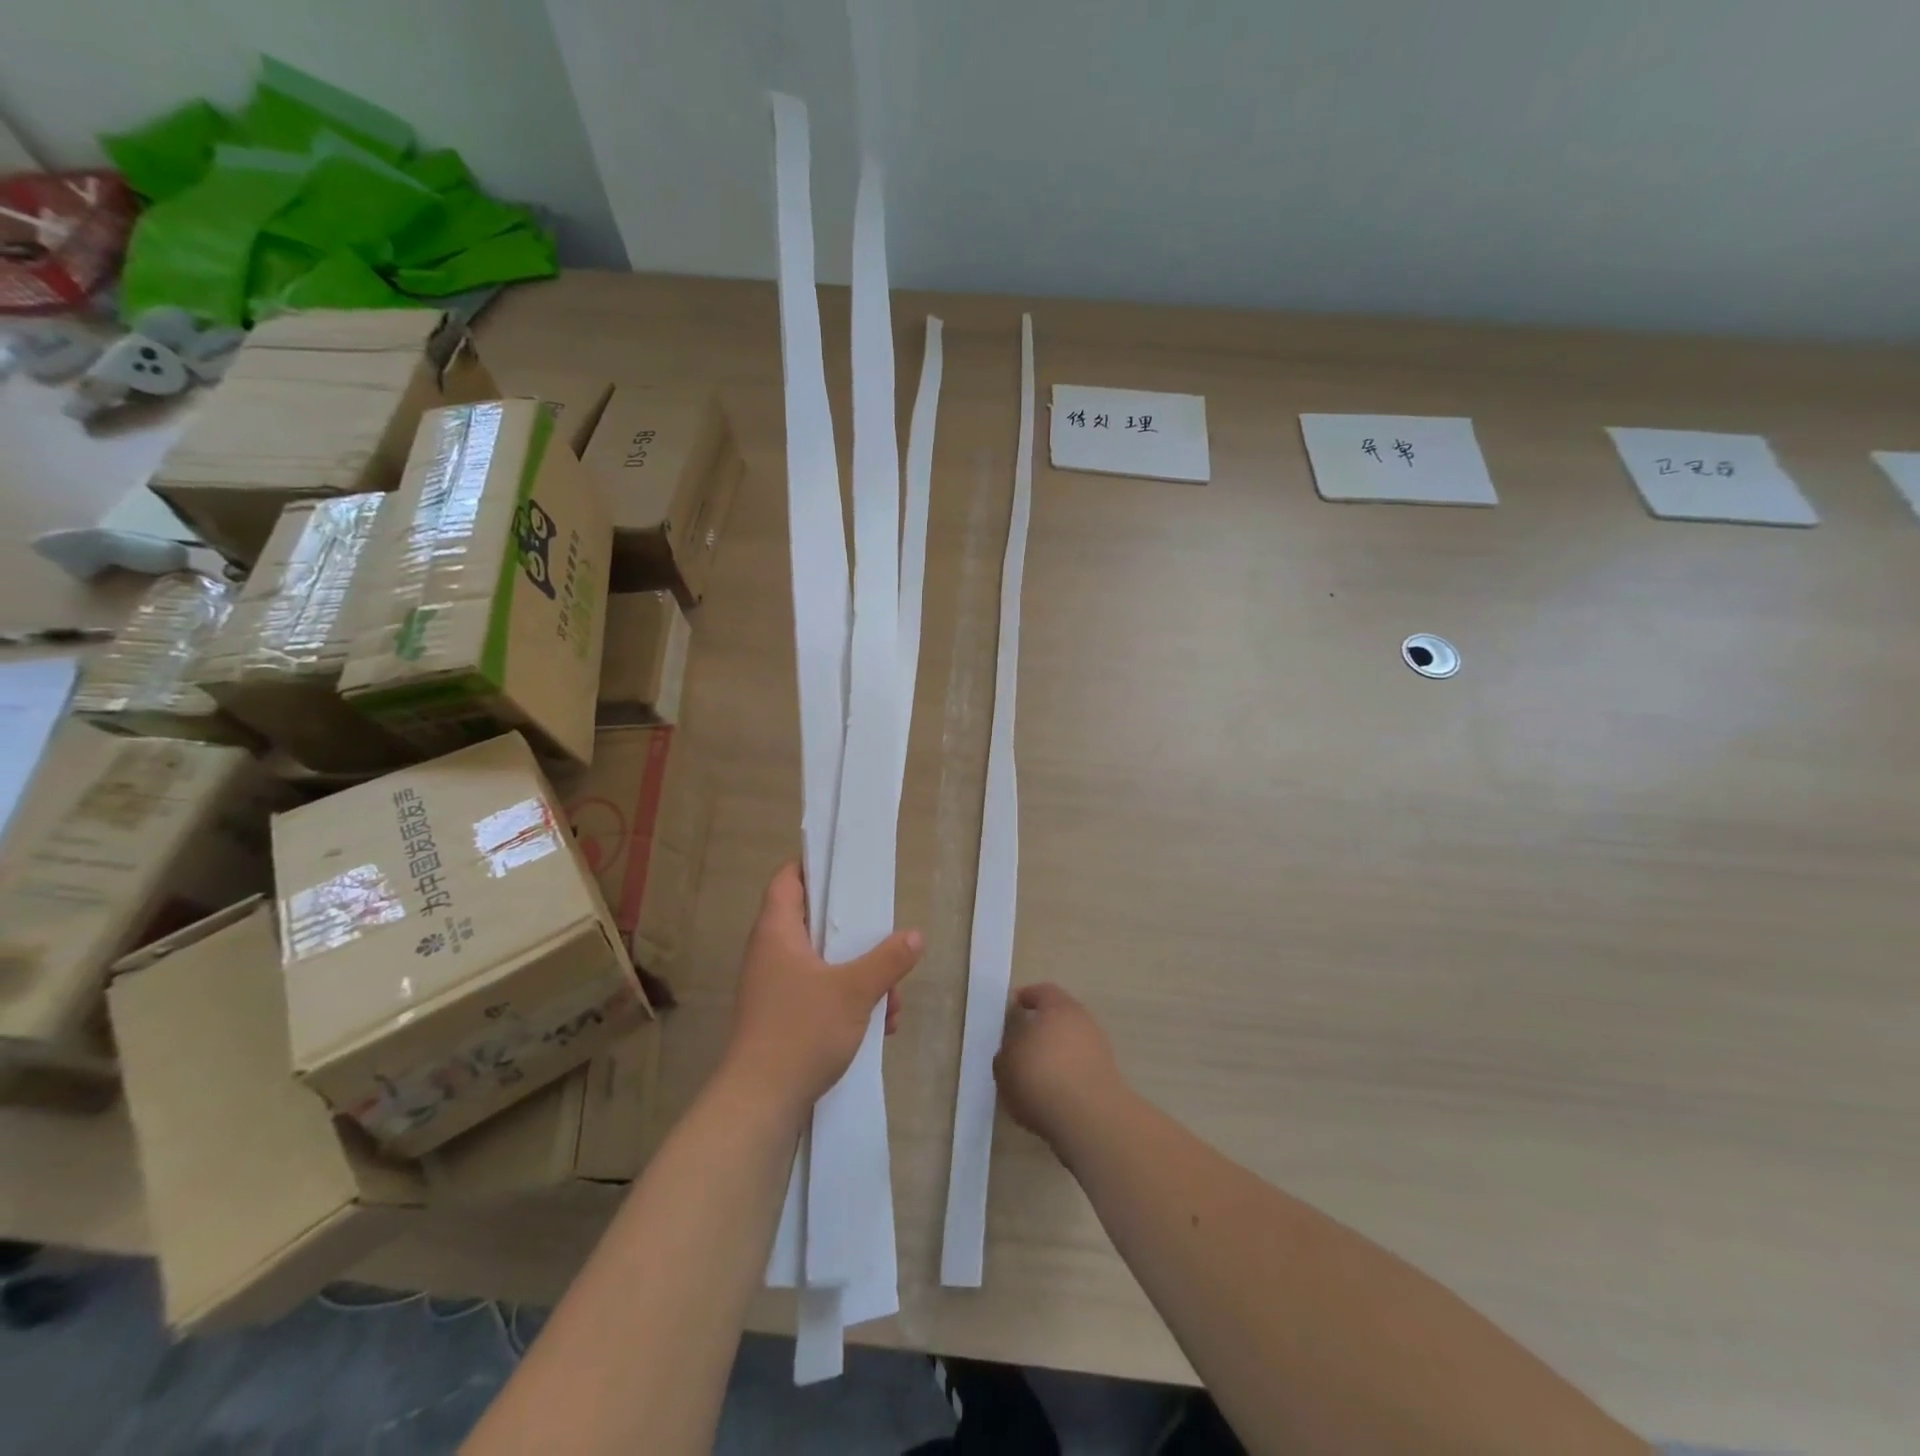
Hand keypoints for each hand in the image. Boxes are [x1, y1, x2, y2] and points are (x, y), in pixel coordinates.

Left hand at [720, 862, 923, 1112]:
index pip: (788, 879)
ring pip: (824, 962)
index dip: (814, 866)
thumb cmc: (801, 1031)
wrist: (760, 1103)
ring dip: (861, 974)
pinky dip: (849, 1000)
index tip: (848, 868)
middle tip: (885, 936)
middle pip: (814, 921)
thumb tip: (915, 936)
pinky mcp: (783, 1016)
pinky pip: (820, 992)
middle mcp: (771, 953)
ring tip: (892, 999)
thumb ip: (887, 960)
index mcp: (777, 932)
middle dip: (857, 934)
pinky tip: (879, 1025)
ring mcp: (775, 987)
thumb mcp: (855, 991)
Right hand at [994, 983, 1124, 1147]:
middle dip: (1042, 1026)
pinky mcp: (1108, 1075)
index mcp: (1057, 1007)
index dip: (1027, 998)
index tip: (1014, 1007)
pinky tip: (1054, 1091)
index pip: (1042, 992)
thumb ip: (1007, 1049)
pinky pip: (1081, 1064)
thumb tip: (1014, 1047)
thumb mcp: (1005, 1064)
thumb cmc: (1040, 1079)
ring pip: (1072, 1041)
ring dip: (1057, 1051)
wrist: (1089, 1119)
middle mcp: (1082, 1020)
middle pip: (1060, 1016)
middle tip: (1023, 1042)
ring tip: (1037, 1073)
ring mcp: (1099, 1047)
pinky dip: (1069, 1072)